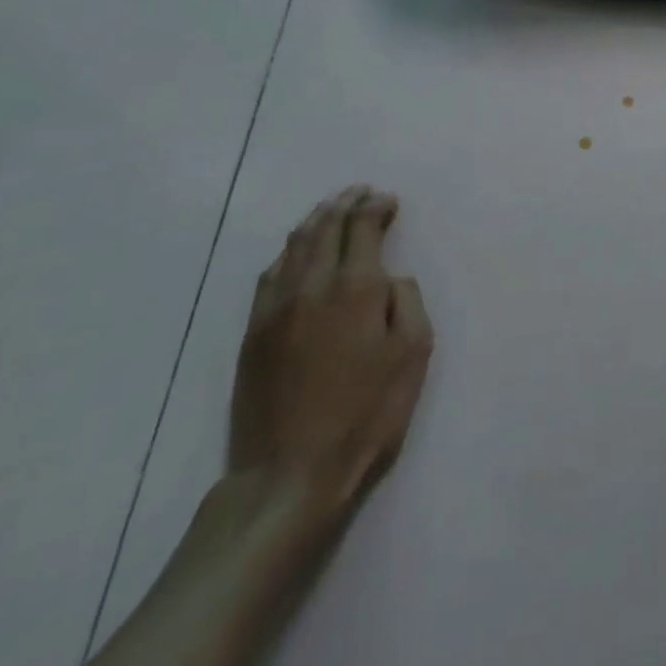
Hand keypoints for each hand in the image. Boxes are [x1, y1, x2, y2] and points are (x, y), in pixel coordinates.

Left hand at [229, 186, 434, 520]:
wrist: (288, 474)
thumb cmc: (366, 414)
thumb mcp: (413, 356)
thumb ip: (408, 303)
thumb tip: (391, 279)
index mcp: (356, 288)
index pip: (363, 227)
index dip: (376, 207)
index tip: (389, 200)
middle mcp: (312, 286)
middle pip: (325, 227)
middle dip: (345, 203)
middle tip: (360, 191)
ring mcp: (275, 308)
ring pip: (294, 246)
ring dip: (315, 220)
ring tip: (331, 209)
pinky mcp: (252, 334)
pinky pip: (270, 275)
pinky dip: (289, 252)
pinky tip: (296, 252)